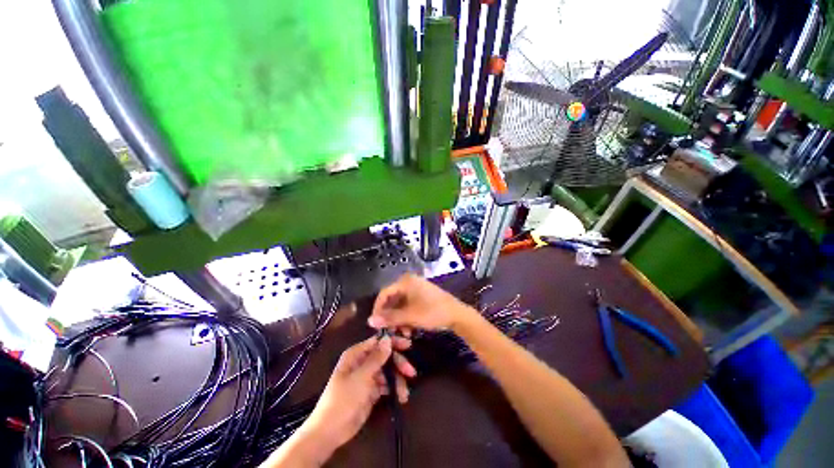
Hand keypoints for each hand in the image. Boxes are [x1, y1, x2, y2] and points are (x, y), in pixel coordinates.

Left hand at [295, 335, 415, 460]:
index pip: (378, 342)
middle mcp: (363, 362)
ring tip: (404, 393)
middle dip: (398, 364)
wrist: (331, 431)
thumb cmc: (343, 399)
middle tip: (411, 372)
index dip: (393, 342)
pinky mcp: (372, 390)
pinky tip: (400, 397)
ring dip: (397, 380)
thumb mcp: (361, 377)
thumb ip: (376, 358)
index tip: (408, 345)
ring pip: (388, 371)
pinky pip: (386, 384)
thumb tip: (388, 338)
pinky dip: (393, 389)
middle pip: (385, 356)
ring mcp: (368, 376)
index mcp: (356, 354)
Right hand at [368, 274, 472, 331]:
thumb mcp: (410, 317)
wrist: (457, 315)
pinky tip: (410, 329)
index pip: (384, 293)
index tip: (375, 324)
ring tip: (402, 332)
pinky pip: (408, 305)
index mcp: (405, 281)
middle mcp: (409, 282)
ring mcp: (416, 288)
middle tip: (390, 330)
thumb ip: (389, 318)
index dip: (378, 309)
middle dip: (391, 316)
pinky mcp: (422, 295)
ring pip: (400, 304)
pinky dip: (407, 317)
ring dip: (399, 319)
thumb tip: (369, 321)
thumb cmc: (433, 312)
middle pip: (392, 299)